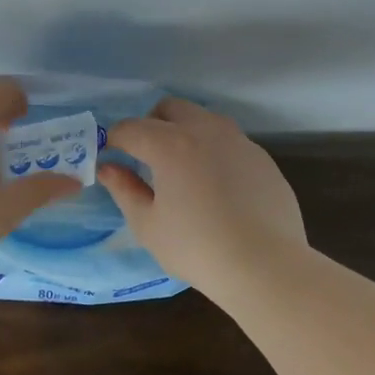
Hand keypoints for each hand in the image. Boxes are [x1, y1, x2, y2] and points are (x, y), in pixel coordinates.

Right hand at [99, 97, 306, 295]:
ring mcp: (238, 141)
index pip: (130, 128)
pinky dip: (212, 151)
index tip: (109, 158)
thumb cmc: (197, 248)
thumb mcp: (148, 224)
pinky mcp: (261, 158)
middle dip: (151, 125)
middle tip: (145, 157)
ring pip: (203, 119)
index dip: (113, 141)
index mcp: (170, 145)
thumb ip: (124, 189)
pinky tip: (215, 186)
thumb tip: (108, 168)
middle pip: (169, 108)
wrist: (266, 266)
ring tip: (181, 169)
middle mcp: (205, 131)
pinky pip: (229, 141)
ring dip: (184, 132)